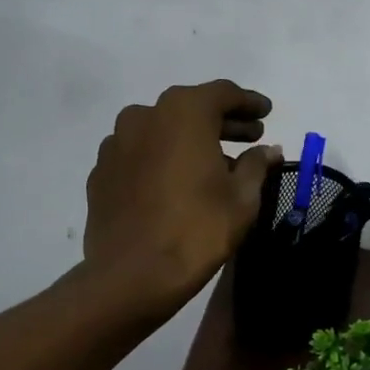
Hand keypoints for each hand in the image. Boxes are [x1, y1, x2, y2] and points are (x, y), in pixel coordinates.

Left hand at [84, 81, 279, 307]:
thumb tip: (268, 150)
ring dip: (191, 139)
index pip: (223, 94)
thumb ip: (257, 165)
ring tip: (216, 162)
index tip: (266, 112)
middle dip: (223, 121)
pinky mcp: (101, 171)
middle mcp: (145, 116)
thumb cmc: (198, 229)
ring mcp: (116, 143)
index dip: (249, 102)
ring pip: (162, 130)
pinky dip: (163, 158)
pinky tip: (178, 181)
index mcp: (183, 113)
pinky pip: (141, 153)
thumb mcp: (242, 198)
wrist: (132, 275)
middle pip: (191, 108)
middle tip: (250, 136)